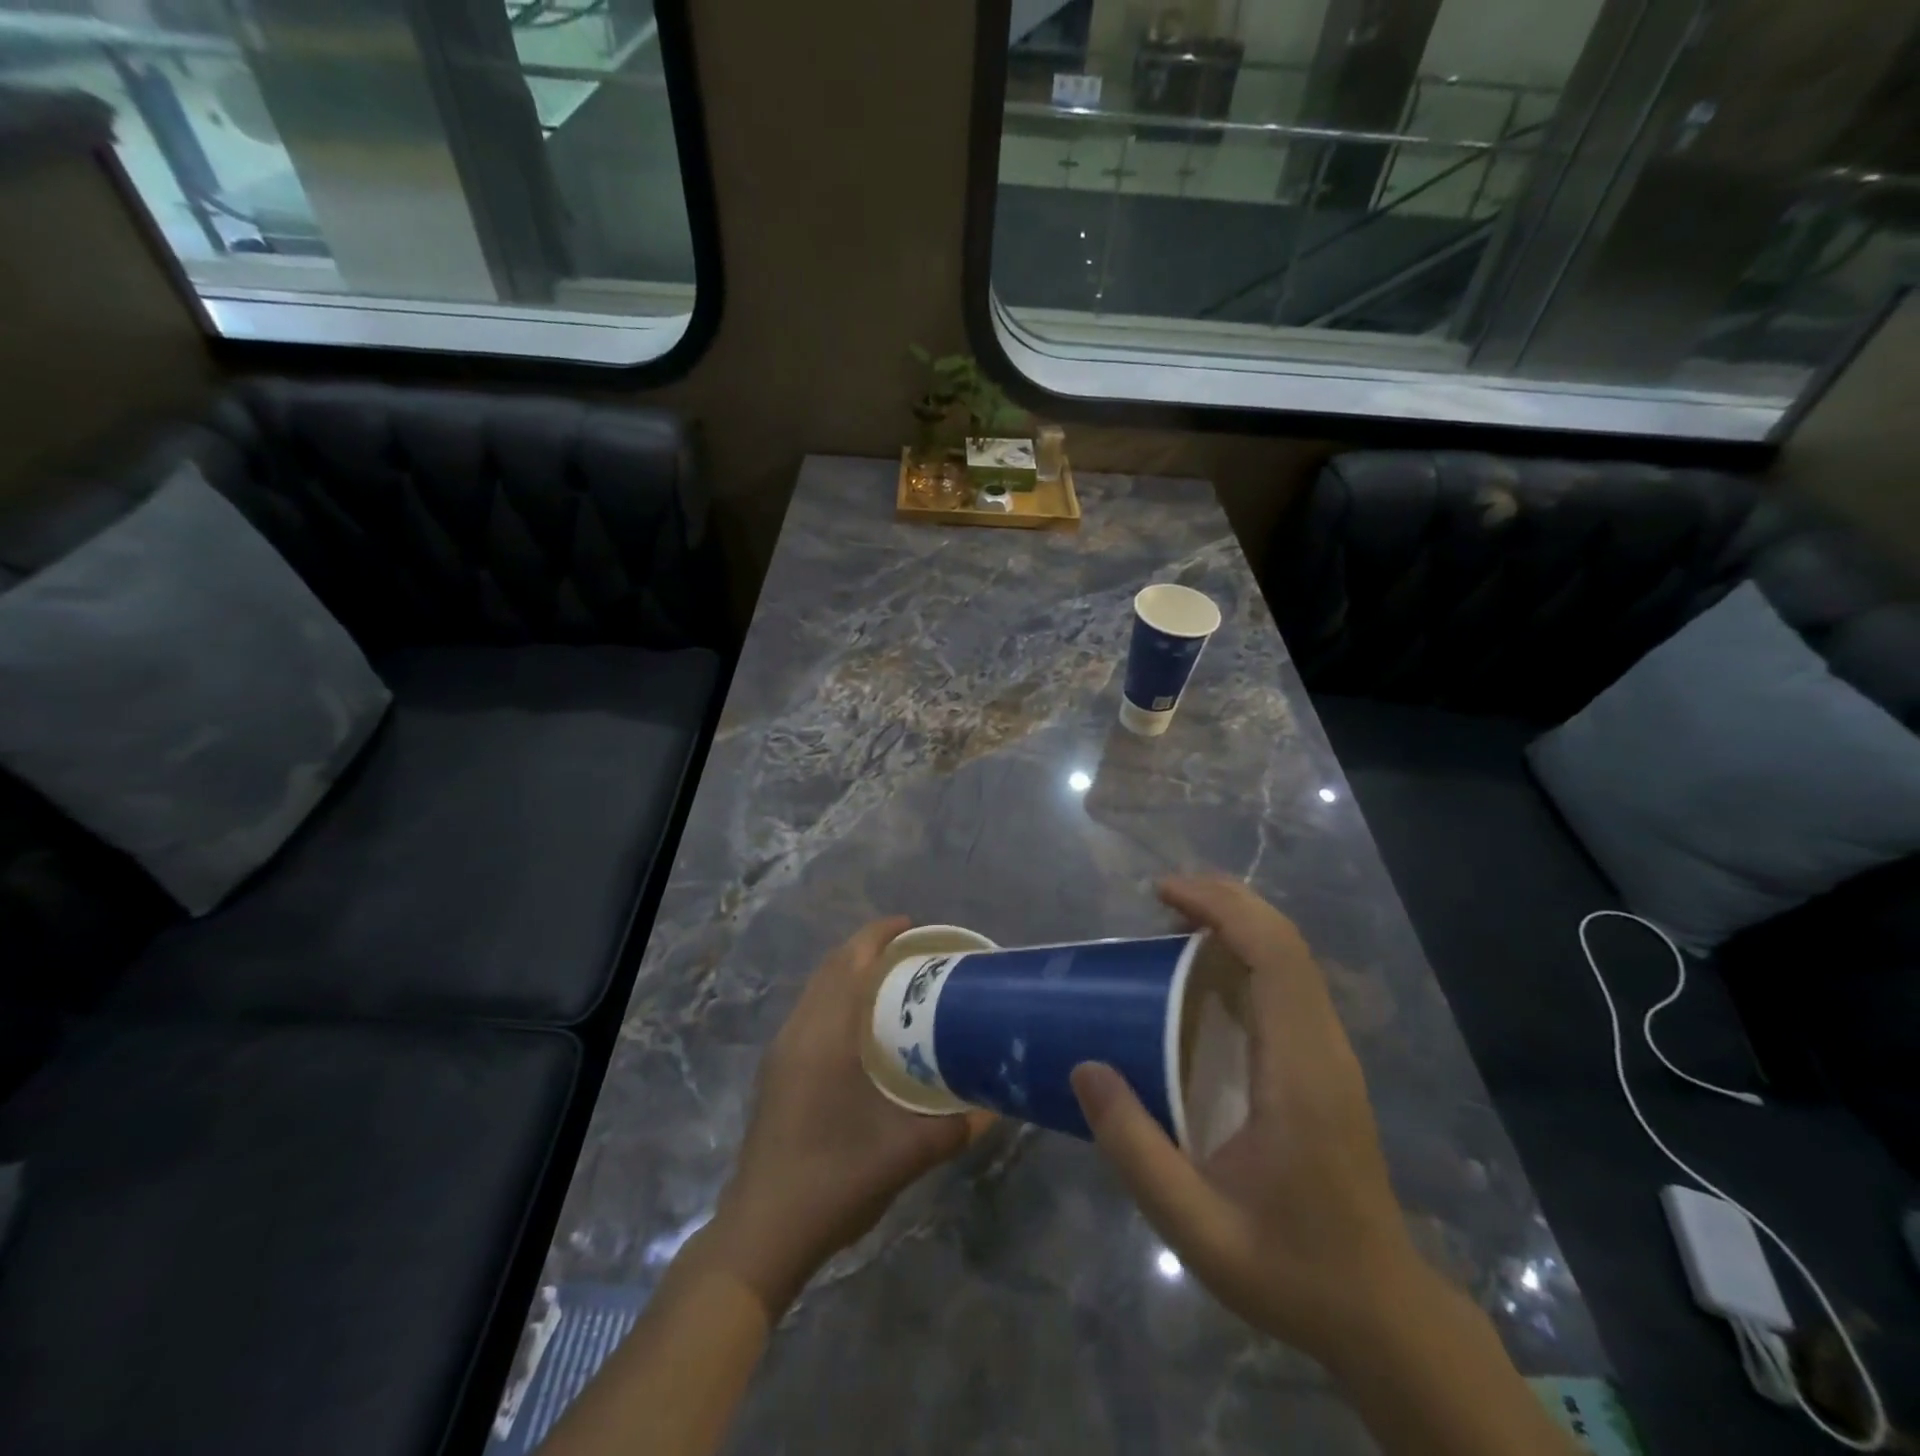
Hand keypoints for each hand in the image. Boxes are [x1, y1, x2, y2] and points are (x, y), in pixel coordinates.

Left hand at [705, 917, 992, 1316]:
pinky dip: (835, 994)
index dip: (879, 935)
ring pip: (816, 988)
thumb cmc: (834, 1181)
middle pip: (832, 967)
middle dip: (867, 947)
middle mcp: (799, 1031)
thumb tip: (1000, 1104)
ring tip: (890, 976)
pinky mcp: (776, 1070)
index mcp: (826, 1036)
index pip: (851, 963)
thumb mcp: (907, 1154)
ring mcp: (782, 1050)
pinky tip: (860, 1023)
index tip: (913, 926)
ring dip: (848, 970)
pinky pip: (809, 1009)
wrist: (762, 1232)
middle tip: (911, 949)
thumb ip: (958, 1126)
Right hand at [1071, 876, 1425, 1366]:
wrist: (1380, 1314)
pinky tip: (1204, 971)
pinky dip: (1247, 953)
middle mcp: (1324, 1046)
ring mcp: (1331, 1053)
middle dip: (1225, 900)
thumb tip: (1084, 1067)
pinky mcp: (1326, 1064)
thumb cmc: (1289, 1268)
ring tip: (1174, 920)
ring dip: (1237, 922)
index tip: (1163, 893)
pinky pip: (1289, 983)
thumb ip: (1135, 1147)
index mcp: (1300, 1070)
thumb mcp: (1196, 1224)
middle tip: (1161, 896)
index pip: (1274, 955)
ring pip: (1292, 957)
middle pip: (1286, 941)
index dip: (1221, 907)